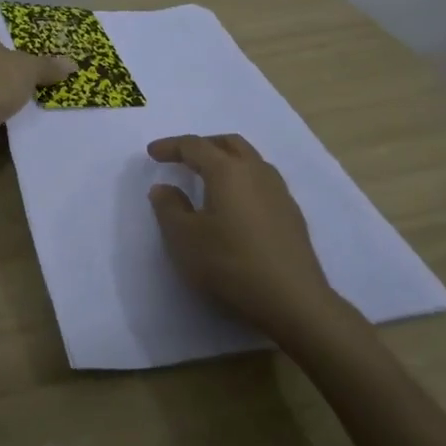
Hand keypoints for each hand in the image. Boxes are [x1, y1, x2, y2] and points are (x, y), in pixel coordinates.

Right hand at [146, 134, 348, 343]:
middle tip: (182, 158)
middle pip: (228, 143)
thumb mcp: (184, 239)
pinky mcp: (291, 214)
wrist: (293, 301)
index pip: (195, 146)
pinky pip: (262, 181)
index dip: (171, 146)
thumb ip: (169, 208)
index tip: (152, 153)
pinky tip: (235, 205)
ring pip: (250, 160)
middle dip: (203, 145)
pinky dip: (242, 180)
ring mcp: (279, 192)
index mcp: (227, 171)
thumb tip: (164, 188)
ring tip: (208, 179)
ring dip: (226, 160)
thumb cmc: (230, 264)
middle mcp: (256, 171)